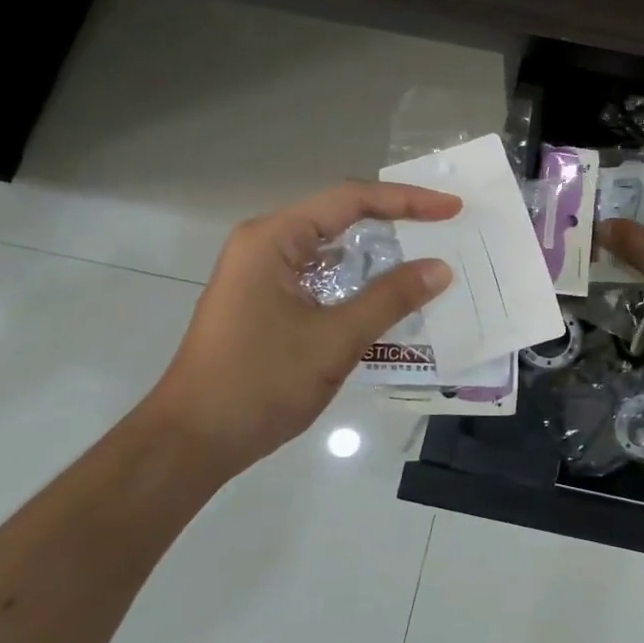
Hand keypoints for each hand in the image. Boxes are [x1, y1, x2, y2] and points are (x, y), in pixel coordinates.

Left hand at [134, 181, 459, 478]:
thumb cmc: (260, 383)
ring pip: (332, 248)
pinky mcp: (267, 300)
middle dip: (395, 220)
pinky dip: (358, 280)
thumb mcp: (335, 339)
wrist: (192, 442)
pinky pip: (322, 275)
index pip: (351, 200)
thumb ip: (391, 298)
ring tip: (426, 256)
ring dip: (377, 253)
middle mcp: (266, 244)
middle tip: (444, 227)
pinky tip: (389, 295)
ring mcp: (263, 273)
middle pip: (341, 216)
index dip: (407, 201)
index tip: (451, 209)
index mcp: (273, 239)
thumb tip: (441, 268)